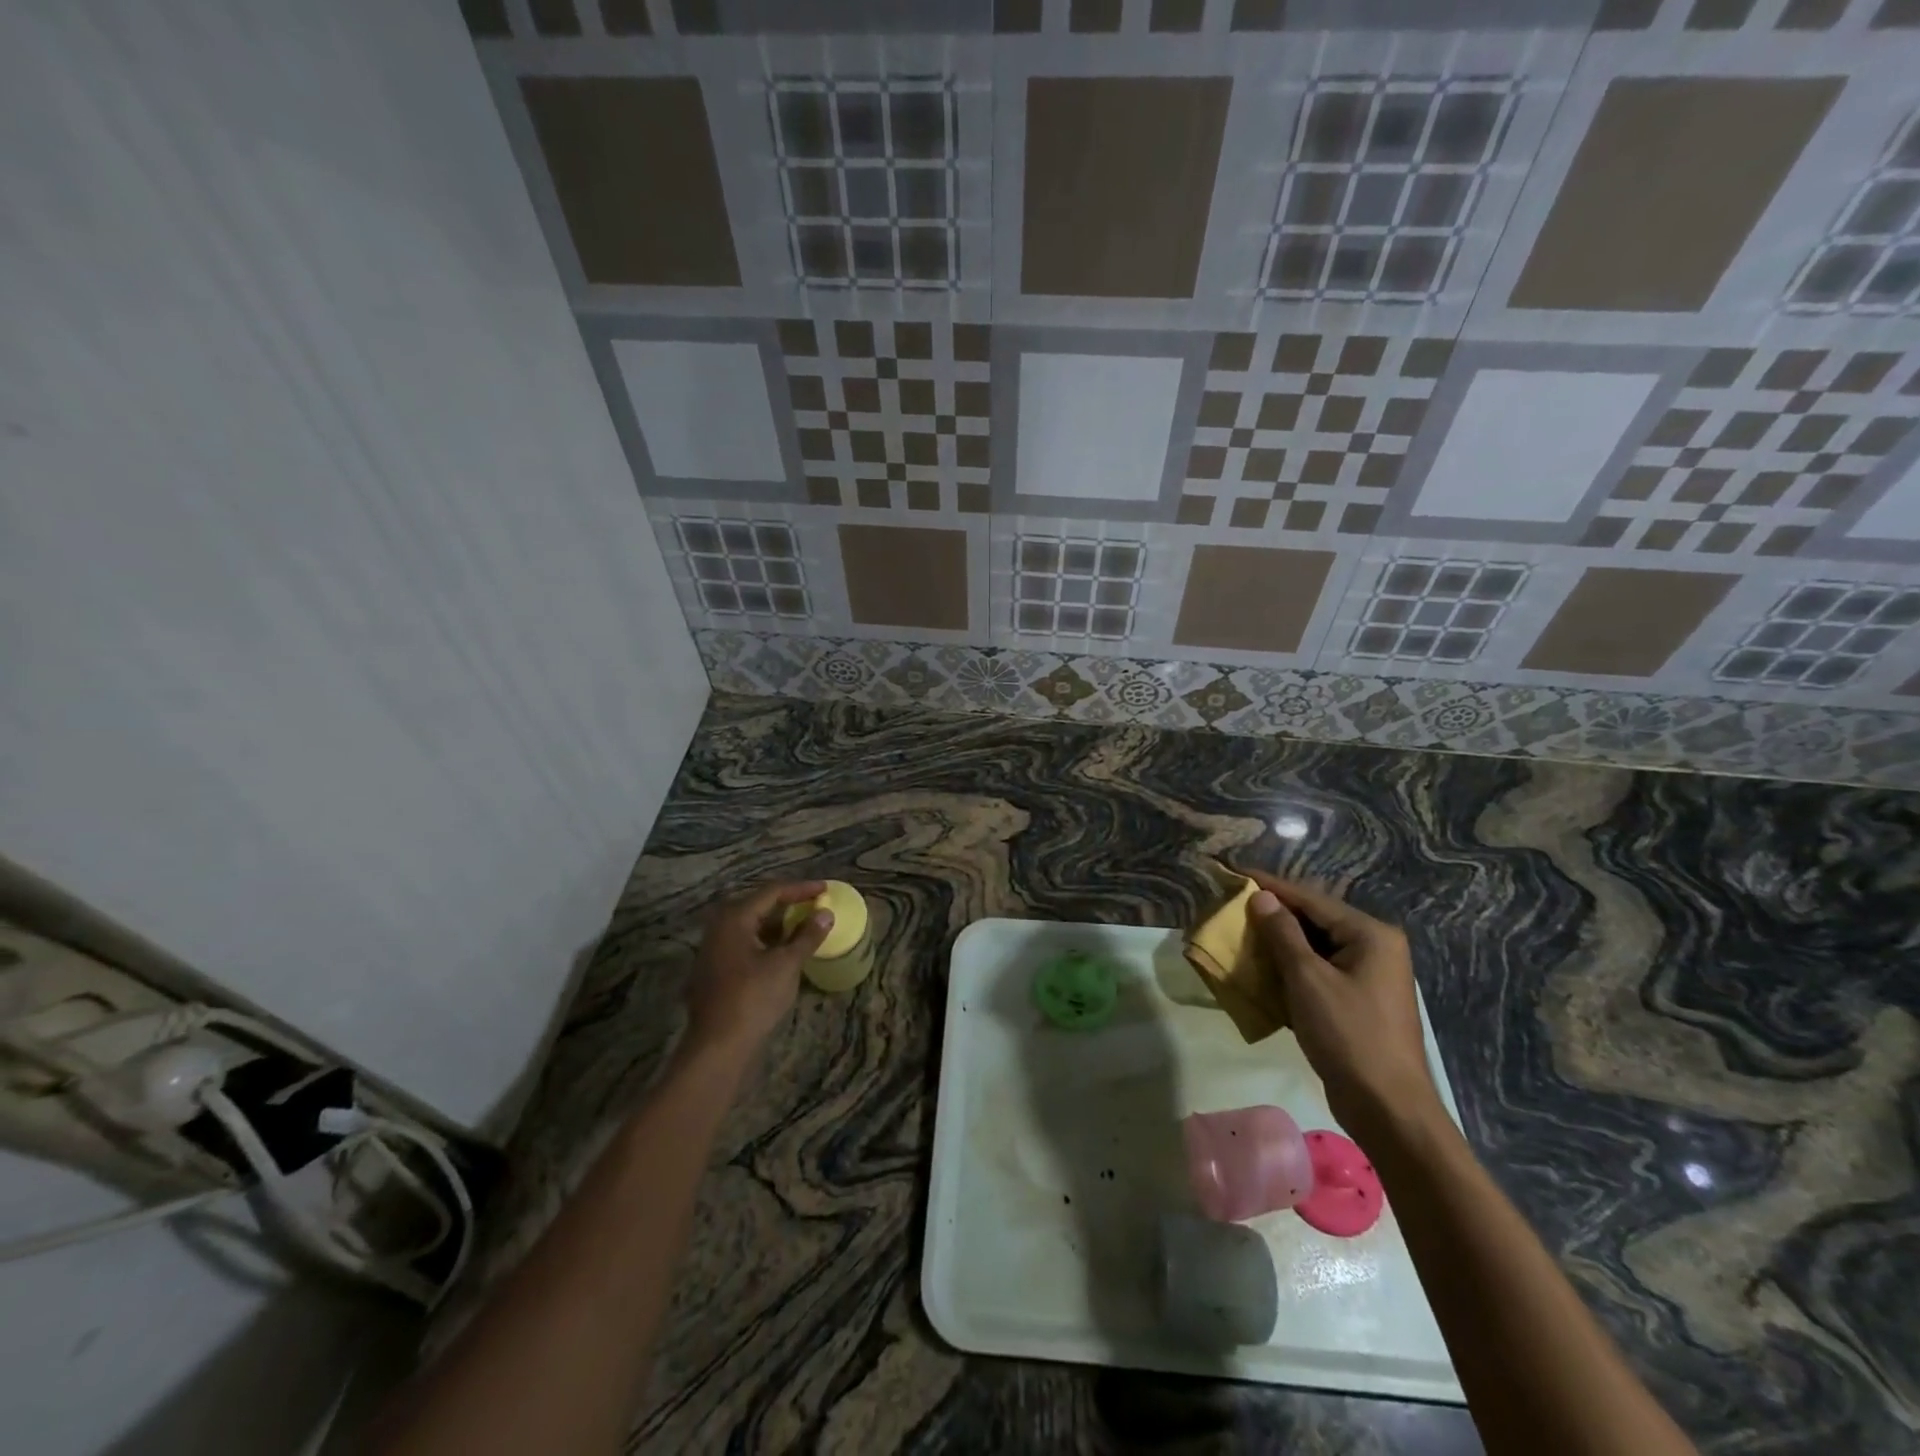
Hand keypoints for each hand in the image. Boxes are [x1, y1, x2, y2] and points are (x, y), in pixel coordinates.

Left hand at [684, 882, 832, 1057]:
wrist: (717, 1045)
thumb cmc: (753, 998)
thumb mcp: (786, 964)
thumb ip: (807, 936)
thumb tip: (825, 914)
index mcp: (735, 918)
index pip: (772, 891)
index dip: (801, 889)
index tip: (825, 889)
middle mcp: (719, 926)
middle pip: (758, 905)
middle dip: (788, 904)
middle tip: (814, 905)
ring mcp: (713, 948)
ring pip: (751, 925)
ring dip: (778, 924)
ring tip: (804, 927)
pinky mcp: (714, 969)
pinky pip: (744, 943)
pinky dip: (766, 941)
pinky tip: (783, 951)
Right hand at [1244, 871, 1441, 1148]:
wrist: (1388, 1108)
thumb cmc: (1348, 1035)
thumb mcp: (1308, 979)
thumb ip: (1283, 933)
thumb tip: (1261, 897)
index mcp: (1371, 935)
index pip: (1311, 899)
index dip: (1271, 886)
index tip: (1236, 872)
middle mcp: (1376, 948)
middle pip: (1316, 920)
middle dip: (1275, 915)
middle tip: (1234, 906)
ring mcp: (1370, 976)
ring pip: (1316, 946)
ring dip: (1280, 942)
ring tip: (1242, 933)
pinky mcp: (1360, 1001)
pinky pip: (1320, 970)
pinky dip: (1293, 967)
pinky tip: (1264, 969)